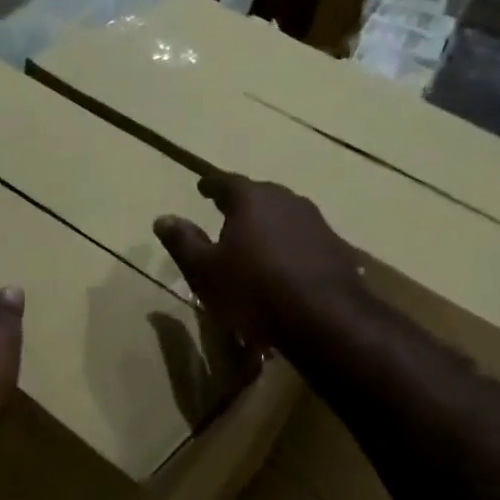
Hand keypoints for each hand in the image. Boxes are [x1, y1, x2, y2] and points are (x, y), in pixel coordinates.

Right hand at [154, 172, 365, 350]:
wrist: (323, 318)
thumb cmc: (252, 291)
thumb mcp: (204, 271)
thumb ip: (183, 242)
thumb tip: (163, 219)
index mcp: (251, 200)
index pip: (225, 182)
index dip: (211, 185)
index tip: (202, 187)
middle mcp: (287, 201)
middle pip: (260, 195)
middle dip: (243, 203)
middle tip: (228, 211)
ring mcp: (317, 223)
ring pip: (285, 216)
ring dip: (269, 225)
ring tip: (257, 240)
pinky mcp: (337, 249)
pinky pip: (305, 241)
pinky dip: (291, 247)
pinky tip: (287, 265)